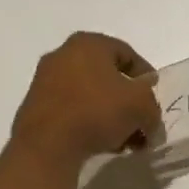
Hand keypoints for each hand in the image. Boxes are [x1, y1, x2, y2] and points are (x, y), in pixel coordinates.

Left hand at [10, 31, 162, 168]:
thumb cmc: (97, 111)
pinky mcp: (34, 107)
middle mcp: (63, 55)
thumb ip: (153, 107)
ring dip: (110, 115)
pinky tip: (102, 144)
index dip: (144, 75)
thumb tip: (150, 116)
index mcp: (89, 43)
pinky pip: (70, 110)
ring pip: (89, 95)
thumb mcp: (141, 106)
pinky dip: (88, 122)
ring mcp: (44, 81)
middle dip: (127, 100)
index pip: (126, 53)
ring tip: (124, 141)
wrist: (47, 146)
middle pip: (107, 76)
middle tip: (140, 121)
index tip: (154, 96)